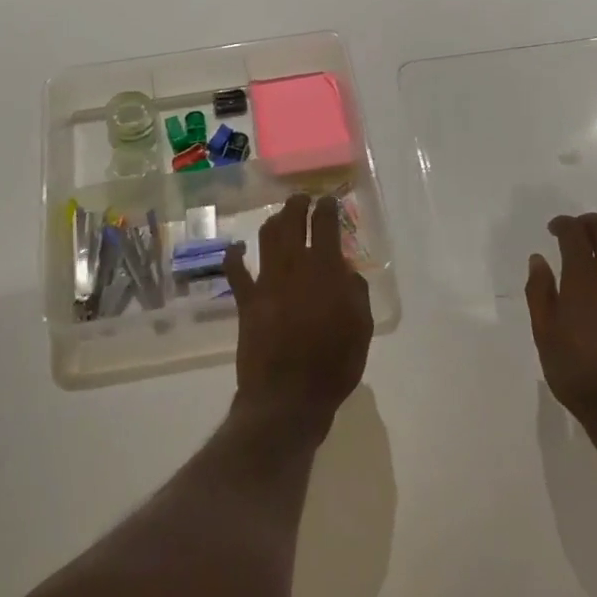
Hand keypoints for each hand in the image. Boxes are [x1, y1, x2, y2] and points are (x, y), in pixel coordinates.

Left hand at [226, 194, 372, 430]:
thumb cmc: (334, 363)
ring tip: (279, 218)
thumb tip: (345, 271)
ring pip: (267, 238)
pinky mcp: (246, 301)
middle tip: (301, 200)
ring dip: (273, 223)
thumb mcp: (361, 327)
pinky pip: (236, 271)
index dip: (327, 209)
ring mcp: (266, 281)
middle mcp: (293, 266)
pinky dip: (235, 256)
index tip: (328, 201)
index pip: (325, 225)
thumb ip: (355, 292)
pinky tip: (237, 249)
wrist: (288, 396)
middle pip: (291, 223)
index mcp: (324, 269)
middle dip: (297, 206)